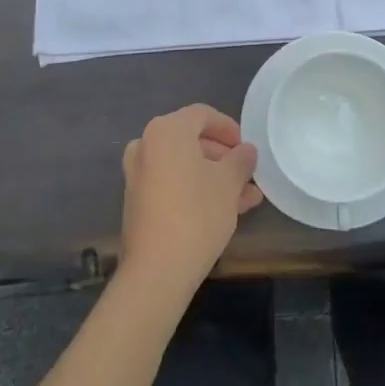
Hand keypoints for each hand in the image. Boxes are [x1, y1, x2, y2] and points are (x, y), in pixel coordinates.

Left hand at [119, 104, 261, 295]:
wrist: (157, 270)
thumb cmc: (197, 213)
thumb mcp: (229, 183)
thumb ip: (240, 160)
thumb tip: (247, 151)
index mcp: (166, 130)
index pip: (202, 115)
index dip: (229, 128)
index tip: (247, 148)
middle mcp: (146, 145)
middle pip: (191, 141)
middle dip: (223, 157)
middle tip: (247, 174)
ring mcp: (138, 174)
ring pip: (184, 166)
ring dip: (214, 177)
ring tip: (246, 198)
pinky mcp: (138, 201)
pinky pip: (172, 183)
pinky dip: (195, 189)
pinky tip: (224, 210)